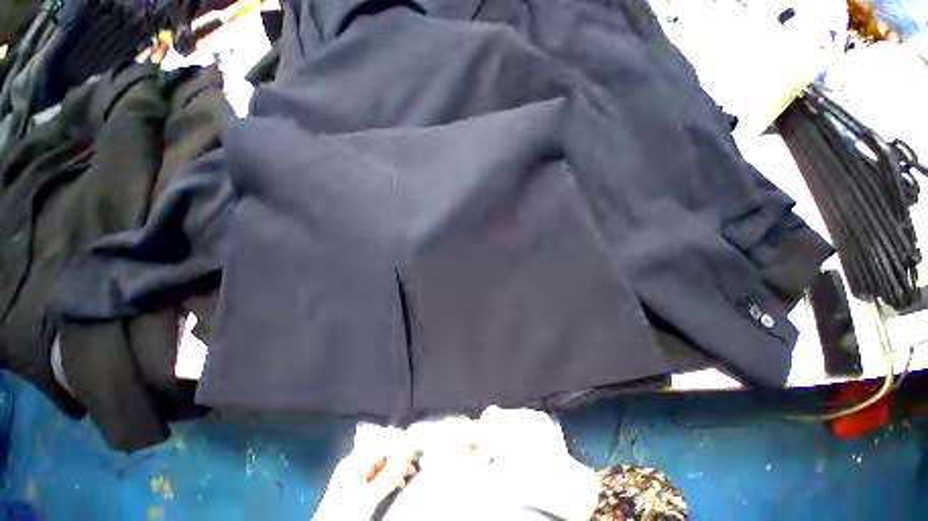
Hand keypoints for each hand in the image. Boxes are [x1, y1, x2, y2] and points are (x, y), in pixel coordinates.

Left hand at [313, 449, 419, 519]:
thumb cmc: (342, 517)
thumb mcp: (368, 497)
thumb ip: (387, 475)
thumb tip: (405, 458)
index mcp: (352, 462)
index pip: (381, 444)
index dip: (399, 444)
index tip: (413, 447)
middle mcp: (353, 466)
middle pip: (382, 454)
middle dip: (400, 456)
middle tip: (414, 459)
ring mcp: (355, 478)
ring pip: (382, 466)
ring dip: (397, 468)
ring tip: (410, 471)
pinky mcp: (358, 489)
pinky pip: (379, 477)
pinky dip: (390, 478)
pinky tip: (399, 482)